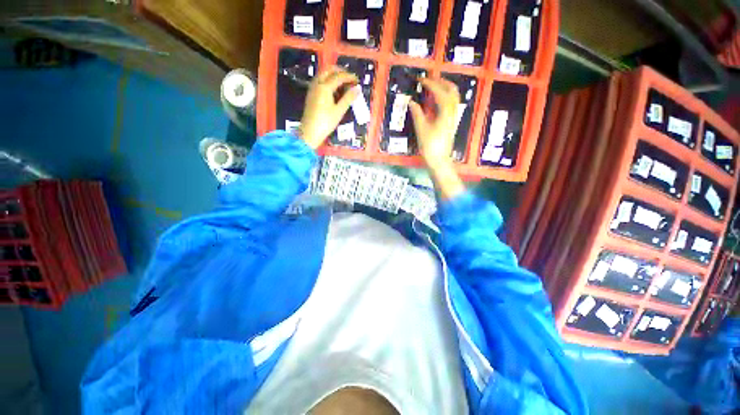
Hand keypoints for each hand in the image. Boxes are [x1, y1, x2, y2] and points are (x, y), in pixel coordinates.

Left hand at [299, 67, 358, 148]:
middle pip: (329, 70)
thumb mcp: (339, 111)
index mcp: (325, 87)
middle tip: (349, 77)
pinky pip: (319, 80)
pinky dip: (327, 79)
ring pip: (323, 74)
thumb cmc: (326, 122)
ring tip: (343, 82)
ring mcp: (312, 88)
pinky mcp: (311, 94)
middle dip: (340, 71)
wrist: (310, 132)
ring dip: (333, 74)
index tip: (357, 80)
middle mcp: (317, 84)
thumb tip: (357, 89)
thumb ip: (348, 98)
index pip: (339, 77)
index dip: (349, 77)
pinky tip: (333, 88)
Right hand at [408, 78, 459, 169]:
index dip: (430, 84)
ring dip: (445, 88)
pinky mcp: (452, 122)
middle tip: (430, 79)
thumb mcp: (421, 130)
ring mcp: (454, 117)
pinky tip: (436, 100)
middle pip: (452, 90)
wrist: (439, 160)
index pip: (439, 92)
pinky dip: (445, 97)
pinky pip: (452, 104)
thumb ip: (417, 114)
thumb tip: (412, 102)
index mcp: (445, 112)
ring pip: (454, 97)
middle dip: (441, 82)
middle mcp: (452, 112)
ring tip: (434, 86)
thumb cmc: (430, 146)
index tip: (421, 80)